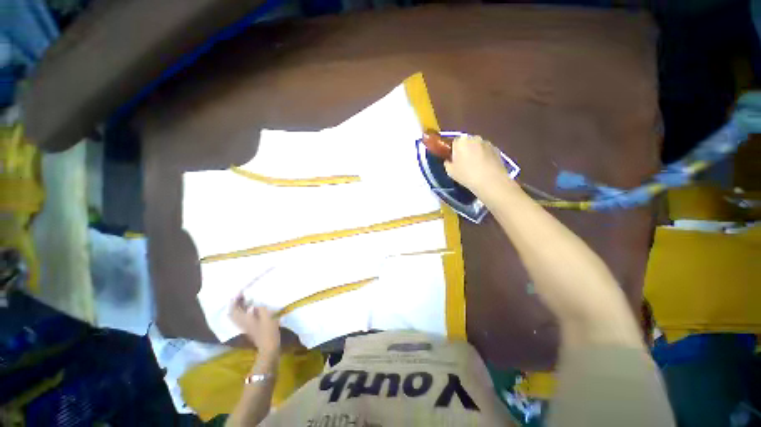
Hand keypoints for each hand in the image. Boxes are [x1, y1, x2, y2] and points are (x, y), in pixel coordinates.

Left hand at [229, 295, 280, 355]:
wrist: (269, 346)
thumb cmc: (269, 330)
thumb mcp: (267, 316)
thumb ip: (260, 307)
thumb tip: (254, 302)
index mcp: (244, 319)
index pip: (234, 309)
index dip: (235, 300)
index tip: (239, 292)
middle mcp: (241, 323)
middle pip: (233, 313)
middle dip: (235, 303)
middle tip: (241, 295)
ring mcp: (244, 327)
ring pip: (236, 316)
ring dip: (238, 307)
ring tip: (245, 300)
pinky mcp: (249, 329)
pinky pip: (241, 318)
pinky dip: (242, 312)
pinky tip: (250, 308)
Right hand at [444, 135, 512, 193]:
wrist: (490, 181)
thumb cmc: (466, 175)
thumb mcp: (450, 171)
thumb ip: (447, 163)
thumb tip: (450, 160)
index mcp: (461, 141)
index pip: (454, 142)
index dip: (453, 151)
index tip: (454, 160)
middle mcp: (474, 138)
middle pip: (466, 143)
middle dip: (465, 150)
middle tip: (463, 164)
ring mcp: (487, 142)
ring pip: (477, 146)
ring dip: (475, 153)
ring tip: (475, 167)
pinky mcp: (497, 149)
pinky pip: (486, 151)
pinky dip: (484, 156)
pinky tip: (484, 168)